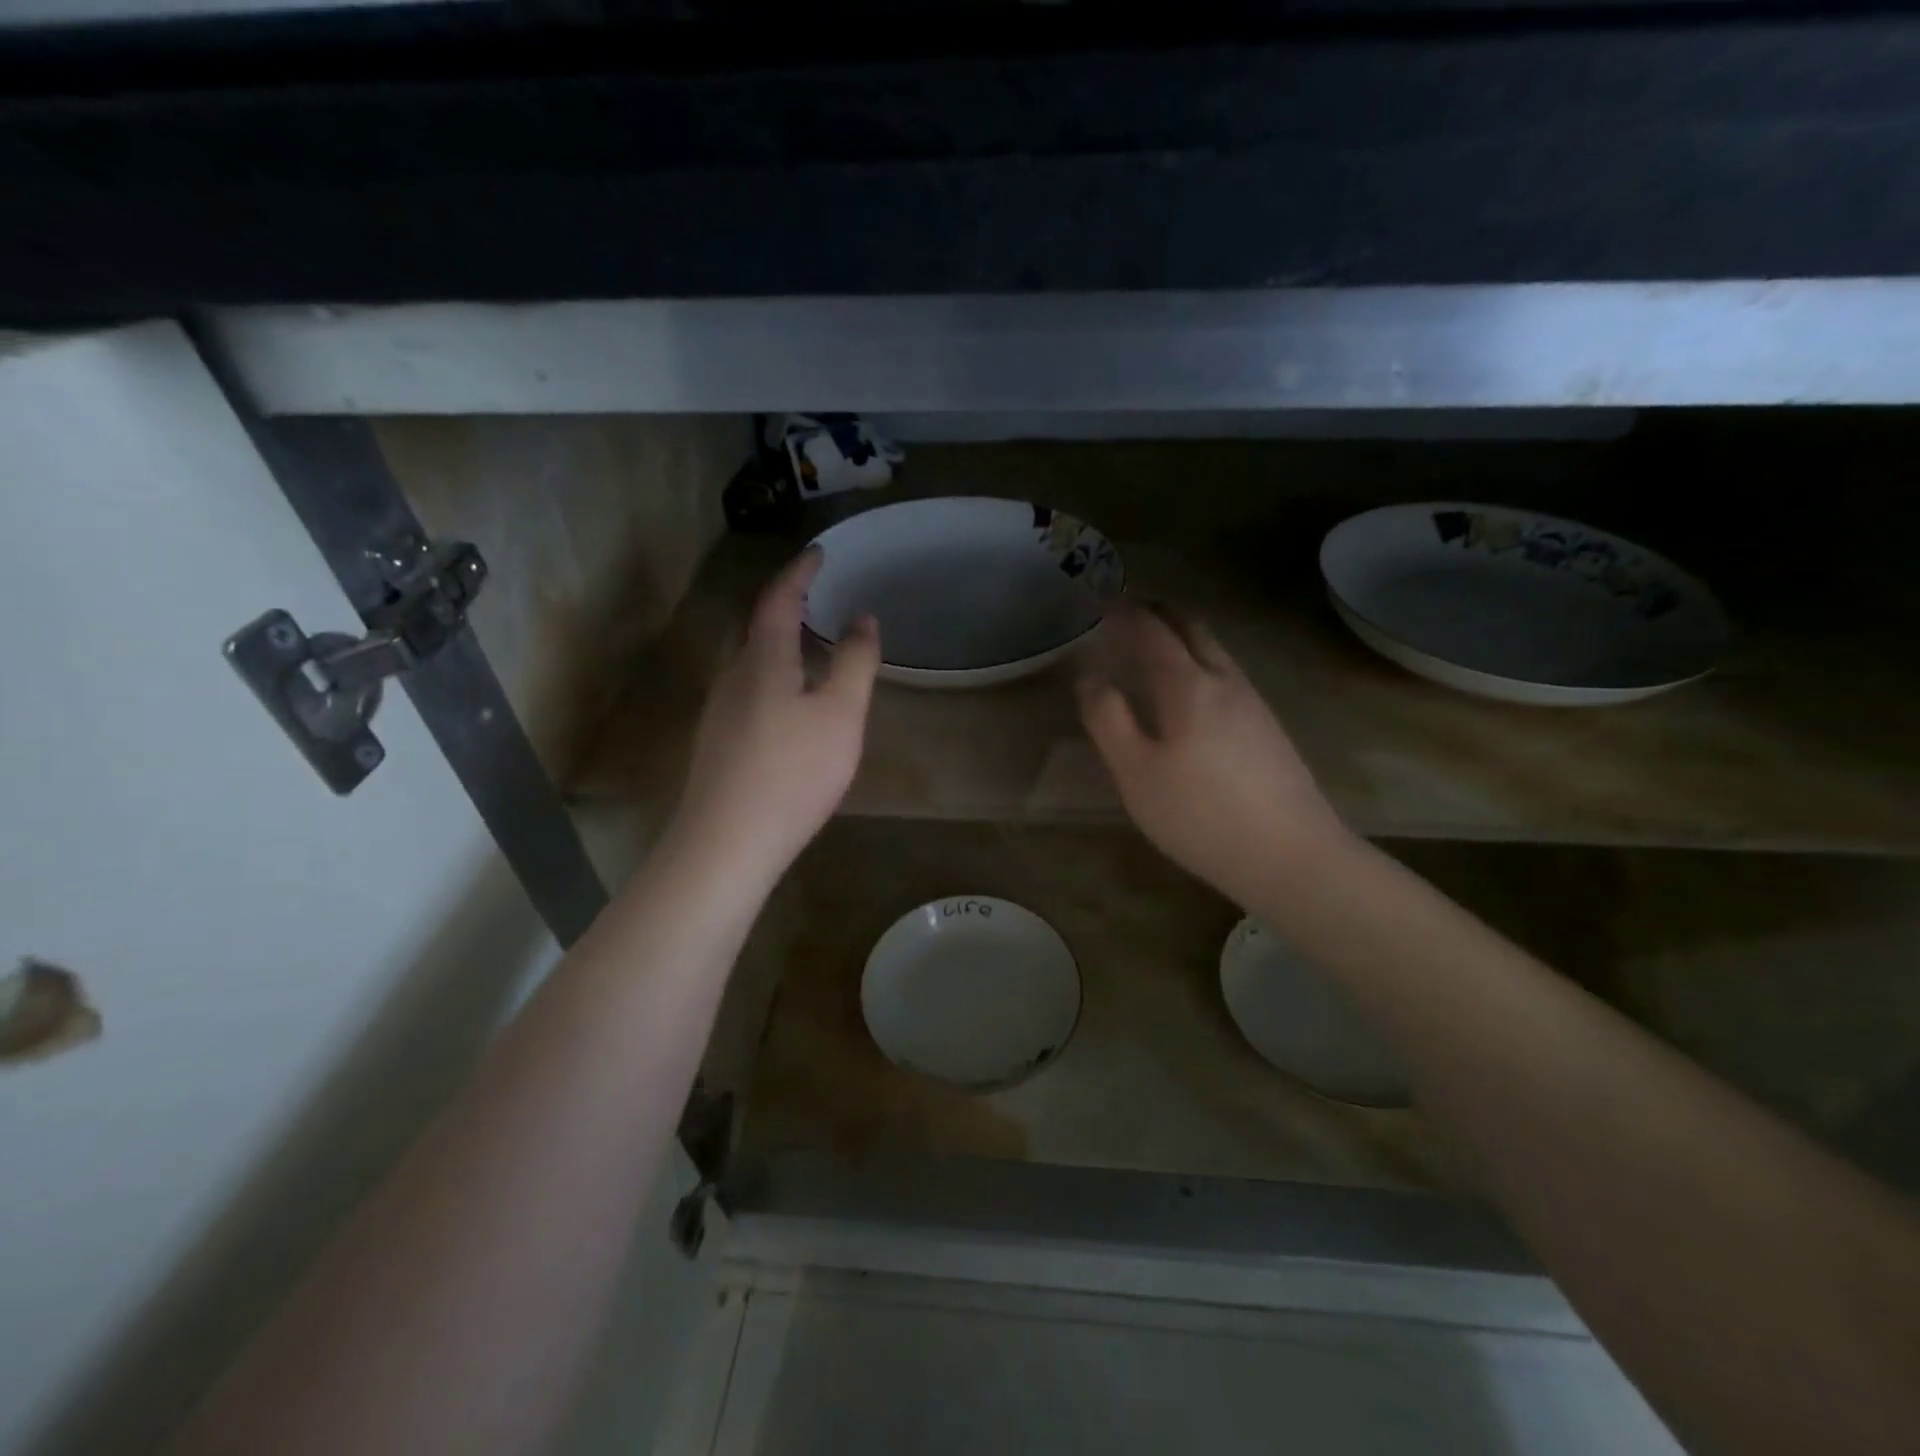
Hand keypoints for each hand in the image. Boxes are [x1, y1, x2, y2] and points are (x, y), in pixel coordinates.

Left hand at [670, 548, 880, 889]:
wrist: (727, 844)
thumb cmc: (792, 774)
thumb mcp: (840, 716)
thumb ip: (855, 663)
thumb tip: (863, 618)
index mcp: (763, 661)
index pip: (779, 600)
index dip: (800, 573)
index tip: (819, 552)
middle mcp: (733, 677)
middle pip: (760, 629)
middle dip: (788, 607)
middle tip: (819, 598)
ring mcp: (721, 712)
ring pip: (753, 663)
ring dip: (781, 645)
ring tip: (813, 648)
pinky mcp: (719, 743)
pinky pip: (750, 691)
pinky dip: (775, 677)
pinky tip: (792, 706)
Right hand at [1077, 600, 1350, 909]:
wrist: (1292, 857)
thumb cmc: (1200, 816)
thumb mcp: (1136, 773)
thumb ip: (1108, 719)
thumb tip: (1090, 677)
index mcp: (1189, 687)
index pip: (1153, 632)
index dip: (1125, 613)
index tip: (1102, 602)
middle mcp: (1226, 682)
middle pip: (1193, 630)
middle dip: (1159, 615)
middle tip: (1130, 614)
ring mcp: (1254, 704)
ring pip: (1216, 652)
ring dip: (1184, 638)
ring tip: (1157, 649)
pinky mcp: (1269, 730)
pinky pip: (1228, 676)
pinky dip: (1201, 664)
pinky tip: (1194, 694)